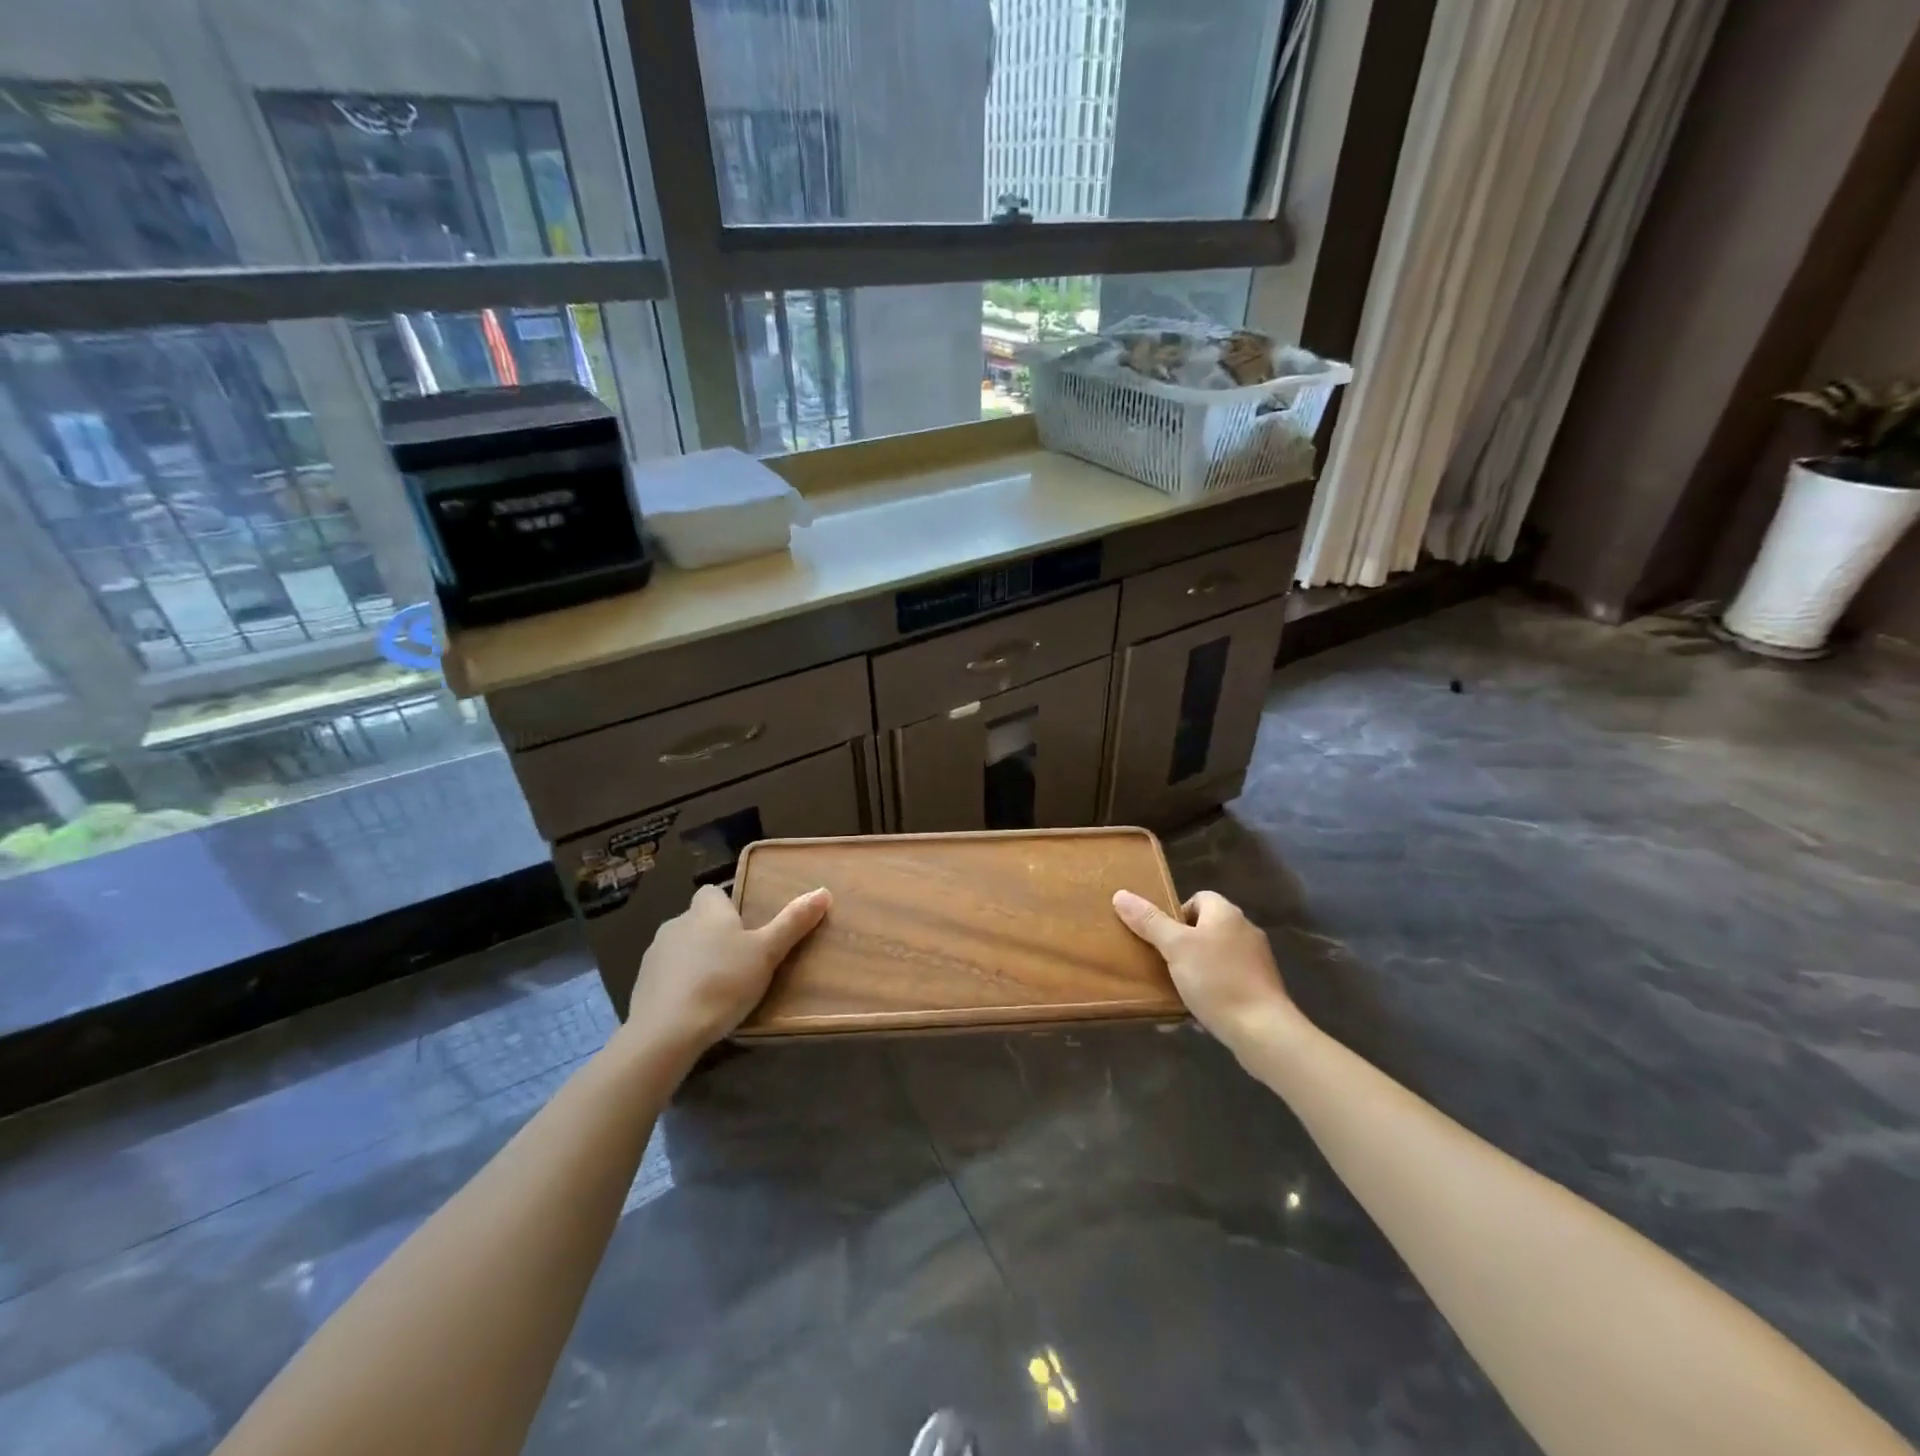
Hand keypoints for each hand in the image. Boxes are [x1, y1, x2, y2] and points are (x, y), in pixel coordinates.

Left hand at [622, 884, 830, 1056]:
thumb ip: (793, 922)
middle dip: (715, 936)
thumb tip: (823, 892)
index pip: (713, 893)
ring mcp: (655, 954)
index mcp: (707, 910)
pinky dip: (680, 984)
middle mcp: (677, 923)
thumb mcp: (767, 953)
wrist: (666, 1031)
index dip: (728, 907)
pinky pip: (667, 975)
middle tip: (741, 962)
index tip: (746, 929)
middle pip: (698, 921)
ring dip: (696, 960)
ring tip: (719, 988)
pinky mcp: (641, 984)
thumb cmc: (723, 982)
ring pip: (682, 948)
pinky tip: (695, 1007)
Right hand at [1112, 889, 1298, 1051]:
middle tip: (1162, 964)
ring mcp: (1255, 961)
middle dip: (1181, 946)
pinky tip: (1195, 1013)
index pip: (1198, 898)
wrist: (1263, 1031)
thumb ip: (1149, 921)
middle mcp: (1244, 931)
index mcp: (1226, 914)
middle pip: (1204, 929)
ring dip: (1194, 972)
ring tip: (1174, 991)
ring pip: (1214, 958)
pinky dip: (1210, 993)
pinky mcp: (1260, 989)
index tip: (1161, 937)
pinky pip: (1226, 983)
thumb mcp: (1175, 947)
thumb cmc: (1217, 980)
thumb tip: (1120, 894)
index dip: (1176, 914)